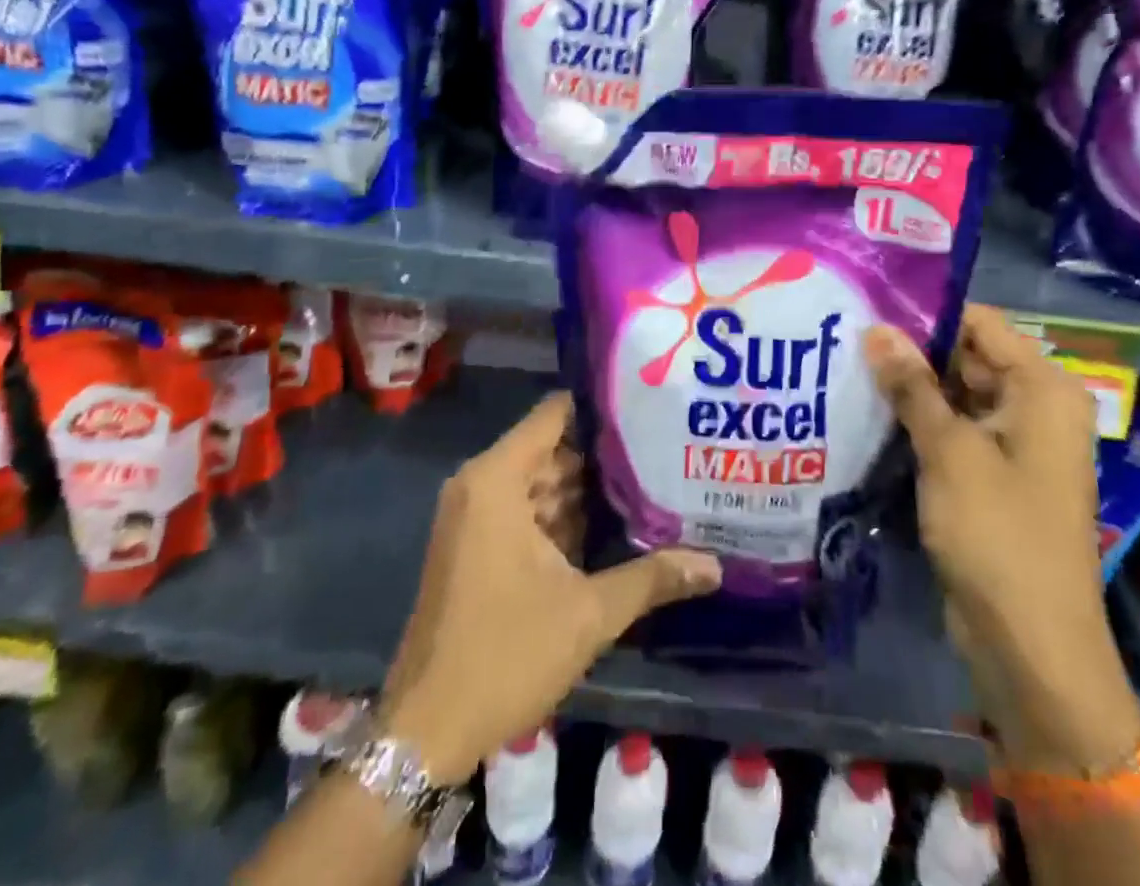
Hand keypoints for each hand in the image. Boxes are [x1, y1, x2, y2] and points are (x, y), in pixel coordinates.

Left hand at [378, 392, 720, 784]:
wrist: (425, 732)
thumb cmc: (504, 655)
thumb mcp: (588, 613)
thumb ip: (652, 578)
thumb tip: (714, 564)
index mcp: (497, 479)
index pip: (555, 414)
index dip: (602, 408)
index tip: (650, 406)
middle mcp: (481, 485)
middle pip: (552, 448)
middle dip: (605, 454)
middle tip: (664, 447)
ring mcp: (475, 517)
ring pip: (541, 483)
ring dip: (587, 490)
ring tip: (652, 480)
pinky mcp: (476, 547)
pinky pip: (526, 512)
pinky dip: (563, 517)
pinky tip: (614, 525)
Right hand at [866, 305, 1139, 773]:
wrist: (1030, 647)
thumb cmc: (998, 534)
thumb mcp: (949, 451)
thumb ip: (912, 385)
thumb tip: (876, 328)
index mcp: (1042, 389)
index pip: (980, 323)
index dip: (927, 312)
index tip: (868, 305)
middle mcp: (1034, 407)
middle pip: (967, 357)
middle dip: (911, 351)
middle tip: (845, 334)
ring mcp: (1013, 445)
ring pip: (955, 395)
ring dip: (909, 388)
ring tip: (844, 364)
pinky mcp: (992, 476)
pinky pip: (954, 431)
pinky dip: (918, 423)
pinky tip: (867, 412)